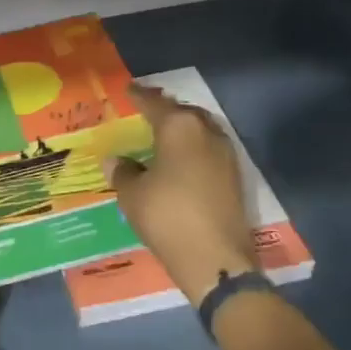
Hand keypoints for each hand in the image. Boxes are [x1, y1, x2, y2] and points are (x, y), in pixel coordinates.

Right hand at [104, 85, 258, 306]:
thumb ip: (123, 172)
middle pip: (182, 112)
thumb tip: (115, 160)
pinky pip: (209, 150)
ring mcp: (226, 154)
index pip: (154, 103)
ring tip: (162, 137)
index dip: (138, 97)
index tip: (128, 91)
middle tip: (146, 113)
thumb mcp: (133, 195)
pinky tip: (180, 161)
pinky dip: (193, 149)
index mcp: (179, 128)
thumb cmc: (167, 217)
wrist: (214, 259)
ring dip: (182, 130)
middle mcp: (206, 132)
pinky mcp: (235, 176)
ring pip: (200, 130)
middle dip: (164, 111)